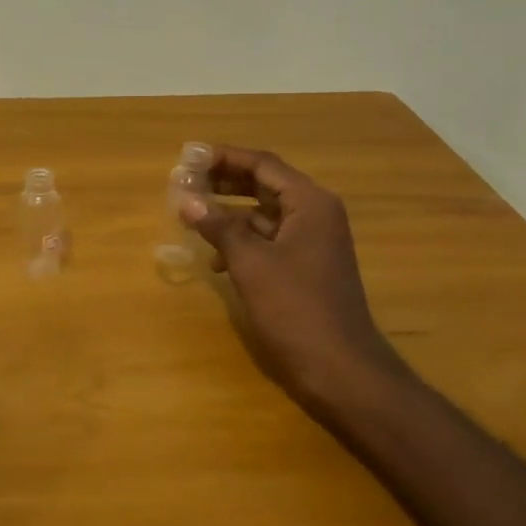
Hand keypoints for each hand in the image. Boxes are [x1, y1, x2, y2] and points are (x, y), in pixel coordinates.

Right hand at [181, 146, 400, 418]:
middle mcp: (315, 214)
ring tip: (191, 214)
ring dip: (229, 212)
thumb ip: (218, 226)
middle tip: (185, 181)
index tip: (188, 156)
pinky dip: (241, 241)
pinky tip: (214, 259)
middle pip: (263, 184)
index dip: (223, 157)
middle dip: (223, 182)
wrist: (340, 368)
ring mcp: (312, 241)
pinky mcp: (305, 266)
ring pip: (264, 213)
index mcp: (310, 203)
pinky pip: (269, 239)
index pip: (262, 164)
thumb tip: (185, 198)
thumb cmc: (296, 308)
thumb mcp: (250, 263)